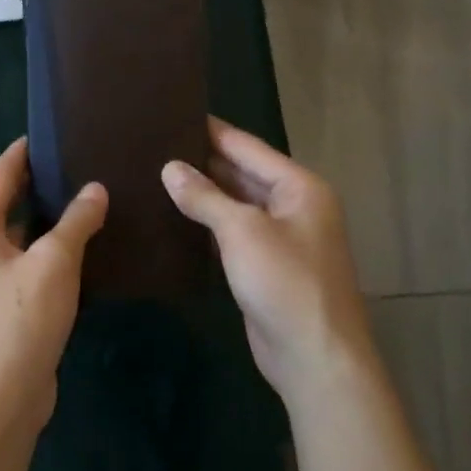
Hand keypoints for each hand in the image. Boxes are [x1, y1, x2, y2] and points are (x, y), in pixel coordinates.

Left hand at [0, 137, 106, 437]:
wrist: (0, 398)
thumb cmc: (20, 320)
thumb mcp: (53, 263)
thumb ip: (75, 221)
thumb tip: (95, 189)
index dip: (24, 151)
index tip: (52, 131)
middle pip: (8, 201)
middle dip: (40, 182)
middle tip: (80, 161)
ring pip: (21, 233)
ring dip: (50, 217)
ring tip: (89, 196)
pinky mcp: (5, 302)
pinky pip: (29, 260)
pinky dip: (51, 248)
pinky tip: (85, 244)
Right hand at [162, 118, 372, 405]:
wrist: (315, 357)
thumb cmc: (285, 282)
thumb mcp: (243, 231)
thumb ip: (205, 197)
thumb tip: (170, 168)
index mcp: (299, 187)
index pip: (247, 146)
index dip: (211, 130)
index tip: (174, 113)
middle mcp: (293, 206)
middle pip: (242, 173)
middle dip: (203, 161)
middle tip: (156, 145)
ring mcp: (281, 238)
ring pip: (236, 204)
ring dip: (203, 193)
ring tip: (156, 174)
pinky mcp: (265, 266)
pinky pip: (233, 233)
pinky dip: (208, 224)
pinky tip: (175, 216)